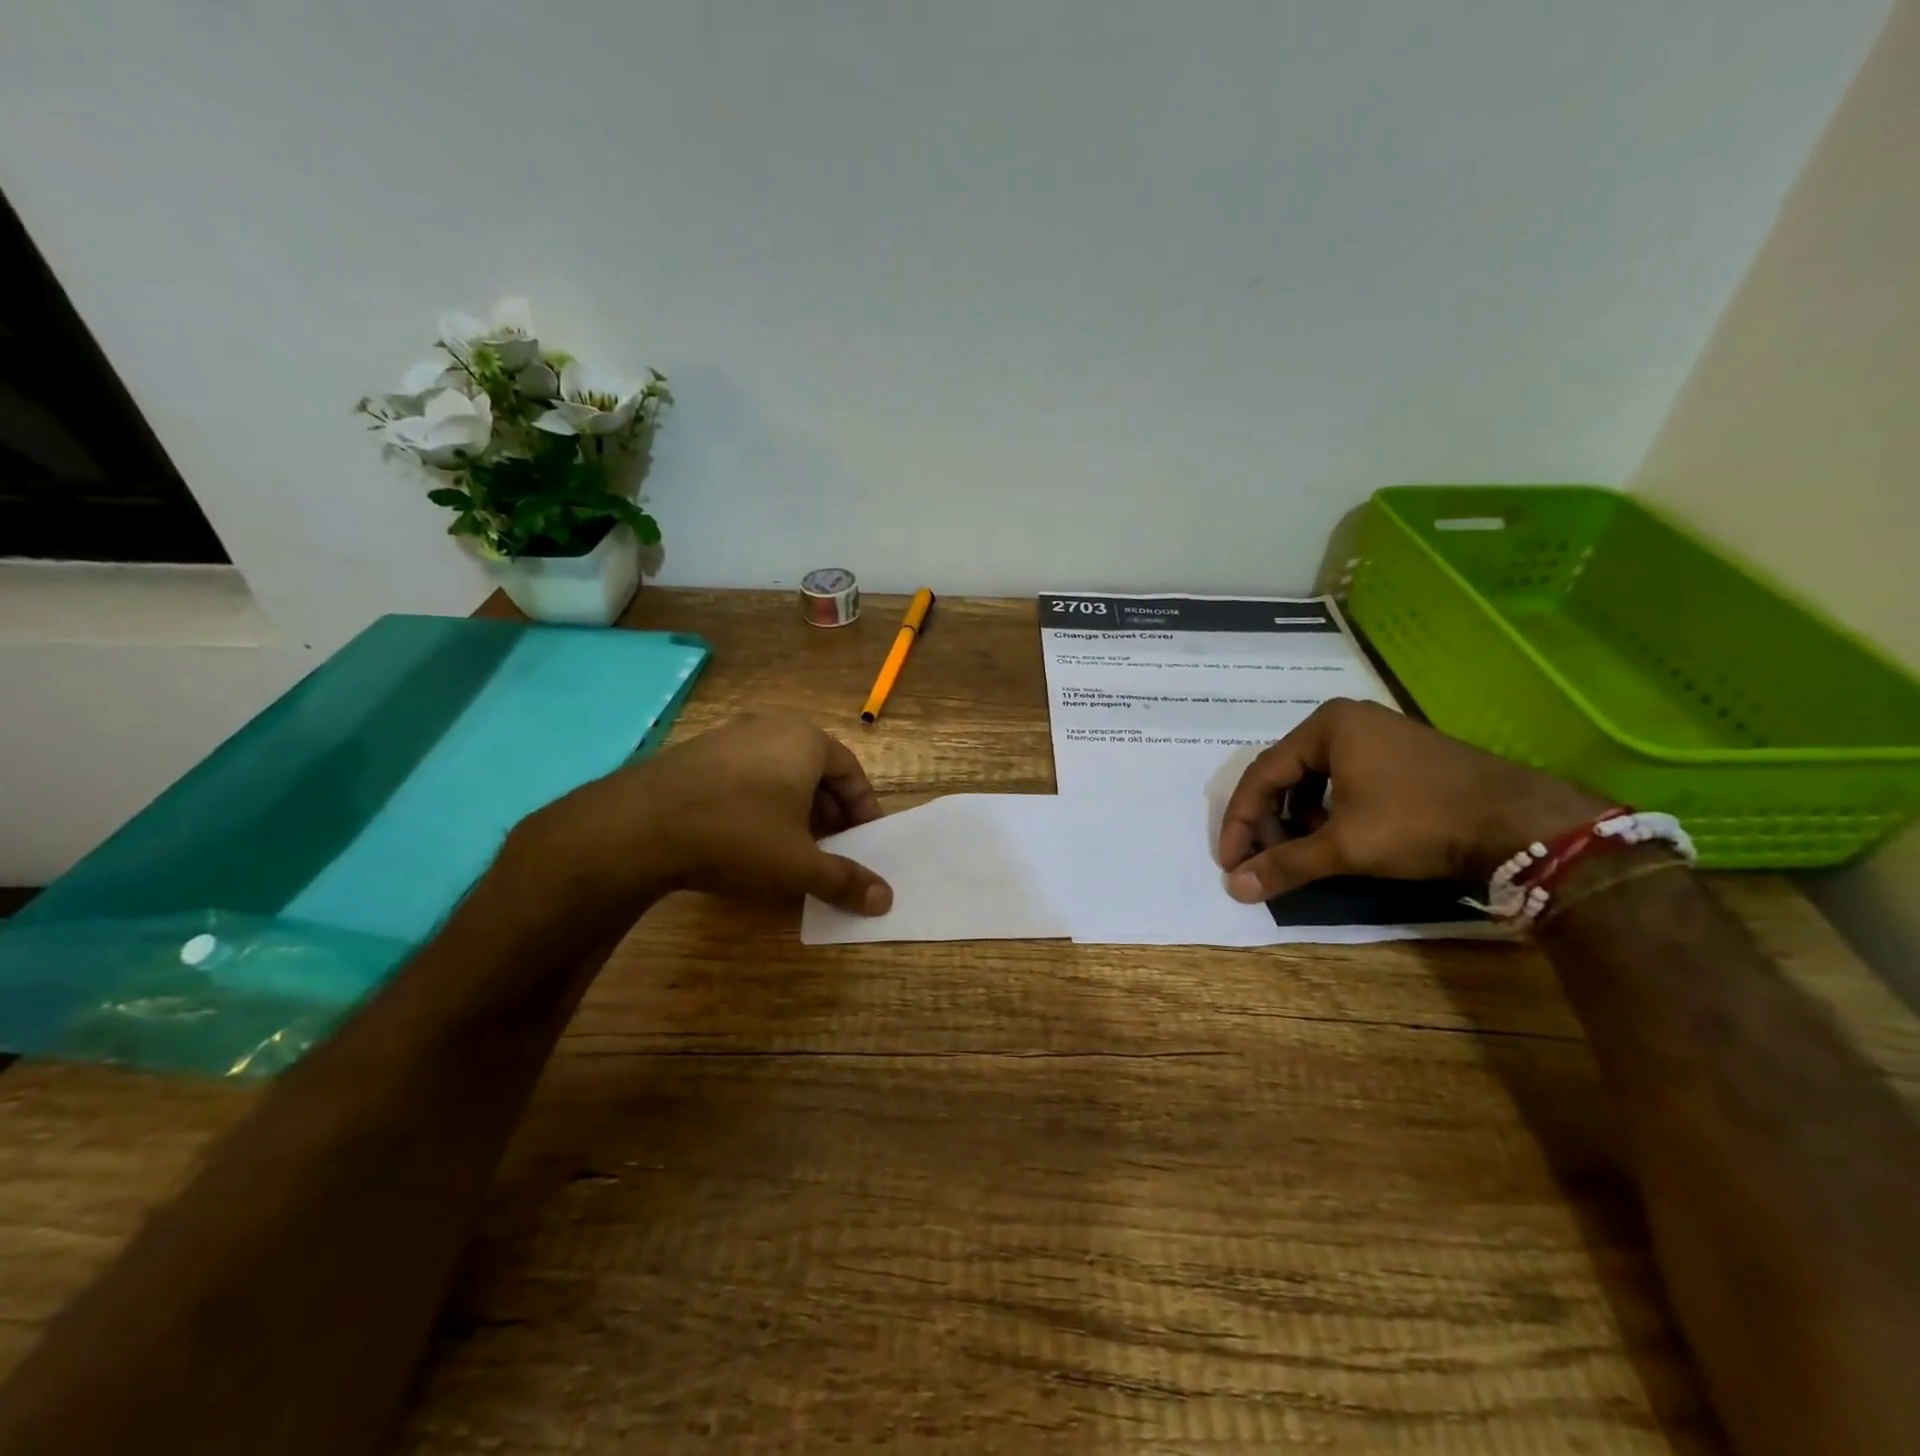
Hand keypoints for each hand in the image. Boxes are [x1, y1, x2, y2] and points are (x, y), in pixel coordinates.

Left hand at [512, 714, 892, 916]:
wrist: (638, 827)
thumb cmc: (737, 835)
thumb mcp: (799, 865)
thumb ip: (845, 880)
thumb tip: (886, 900)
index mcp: (806, 741)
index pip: (851, 771)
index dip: (864, 808)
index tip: (866, 840)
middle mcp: (770, 727)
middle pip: (815, 769)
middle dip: (829, 809)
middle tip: (832, 846)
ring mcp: (728, 736)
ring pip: (777, 771)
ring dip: (794, 806)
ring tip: (791, 845)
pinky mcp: (694, 753)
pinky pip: (743, 774)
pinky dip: (758, 801)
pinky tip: (745, 835)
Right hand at [1217, 699, 1607, 902]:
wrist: (1521, 823)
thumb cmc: (1419, 822)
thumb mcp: (1345, 846)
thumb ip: (1285, 865)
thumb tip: (1235, 889)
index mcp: (1326, 726)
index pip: (1262, 775)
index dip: (1241, 822)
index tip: (1230, 861)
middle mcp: (1346, 721)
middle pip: (1285, 775)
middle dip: (1269, 822)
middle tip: (1263, 861)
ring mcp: (1377, 735)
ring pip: (1314, 780)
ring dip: (1297, 820)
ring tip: (1299, 854)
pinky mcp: (1400, 756)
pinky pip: (1343, 781)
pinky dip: (1327, 812)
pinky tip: (1334, 840)